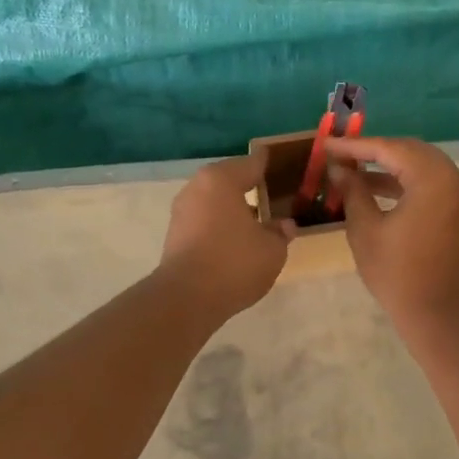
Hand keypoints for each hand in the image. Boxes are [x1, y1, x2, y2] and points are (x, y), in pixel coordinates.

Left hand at [157, 154, 292, 318]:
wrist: (186, 298)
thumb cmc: (234, 262)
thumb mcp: (272, 249)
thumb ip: (280, 232)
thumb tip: (284, 225)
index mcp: (221, 180)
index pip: (250, 163)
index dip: (266, 163)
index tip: (277, 160)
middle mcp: (197, 188)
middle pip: (228, 180)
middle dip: (248, 186)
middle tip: (270, 192)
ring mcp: (182, 211)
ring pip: (214, 201)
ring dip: (232, 208)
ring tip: (256, 219)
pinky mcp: (174, 235)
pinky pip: (204, 220)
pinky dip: (219, 224)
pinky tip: (235, 239)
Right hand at [327, 137, 458, 334]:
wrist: (440, 314)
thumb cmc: (398, 274)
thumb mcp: (365, 229)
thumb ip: (352, 191)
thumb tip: (339, 169)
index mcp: (433, 179)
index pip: (390, 149)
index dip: (356, 146)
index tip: (328, 145)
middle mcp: (456, 178)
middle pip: (410, 151)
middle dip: (374, 151)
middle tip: (341, 155)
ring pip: (422, 165)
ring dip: (390, 167)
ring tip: (353, 174)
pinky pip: (432, 183)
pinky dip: (406, 182)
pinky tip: (377, 189)